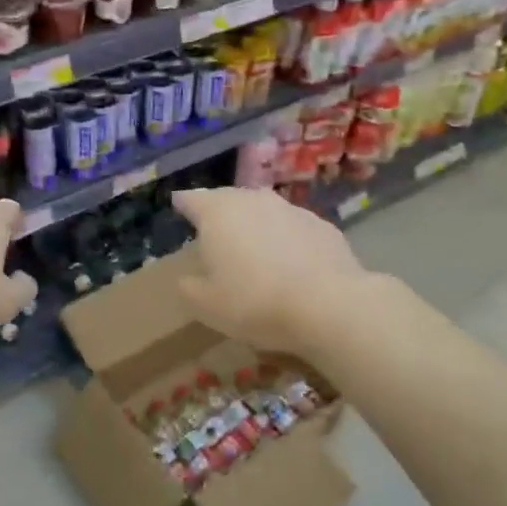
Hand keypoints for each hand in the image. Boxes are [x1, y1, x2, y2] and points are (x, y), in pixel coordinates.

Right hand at [172, 188, 369, 355]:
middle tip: (214, 233)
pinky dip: (286, 240)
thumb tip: (188, 279)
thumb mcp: (206, 306)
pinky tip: (290, 263)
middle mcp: (253, 200)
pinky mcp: (323, 225)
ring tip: (253, 249)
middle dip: (220, 213)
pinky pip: (293, 228)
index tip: (178, 206)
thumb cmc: (254, 302)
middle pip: (229, 199)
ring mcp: (291, 209)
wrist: (328, 304)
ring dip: (256, 225)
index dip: (183, 204)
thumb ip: (190, 287)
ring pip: (264, 211)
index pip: (191, 199)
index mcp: (218, 213)